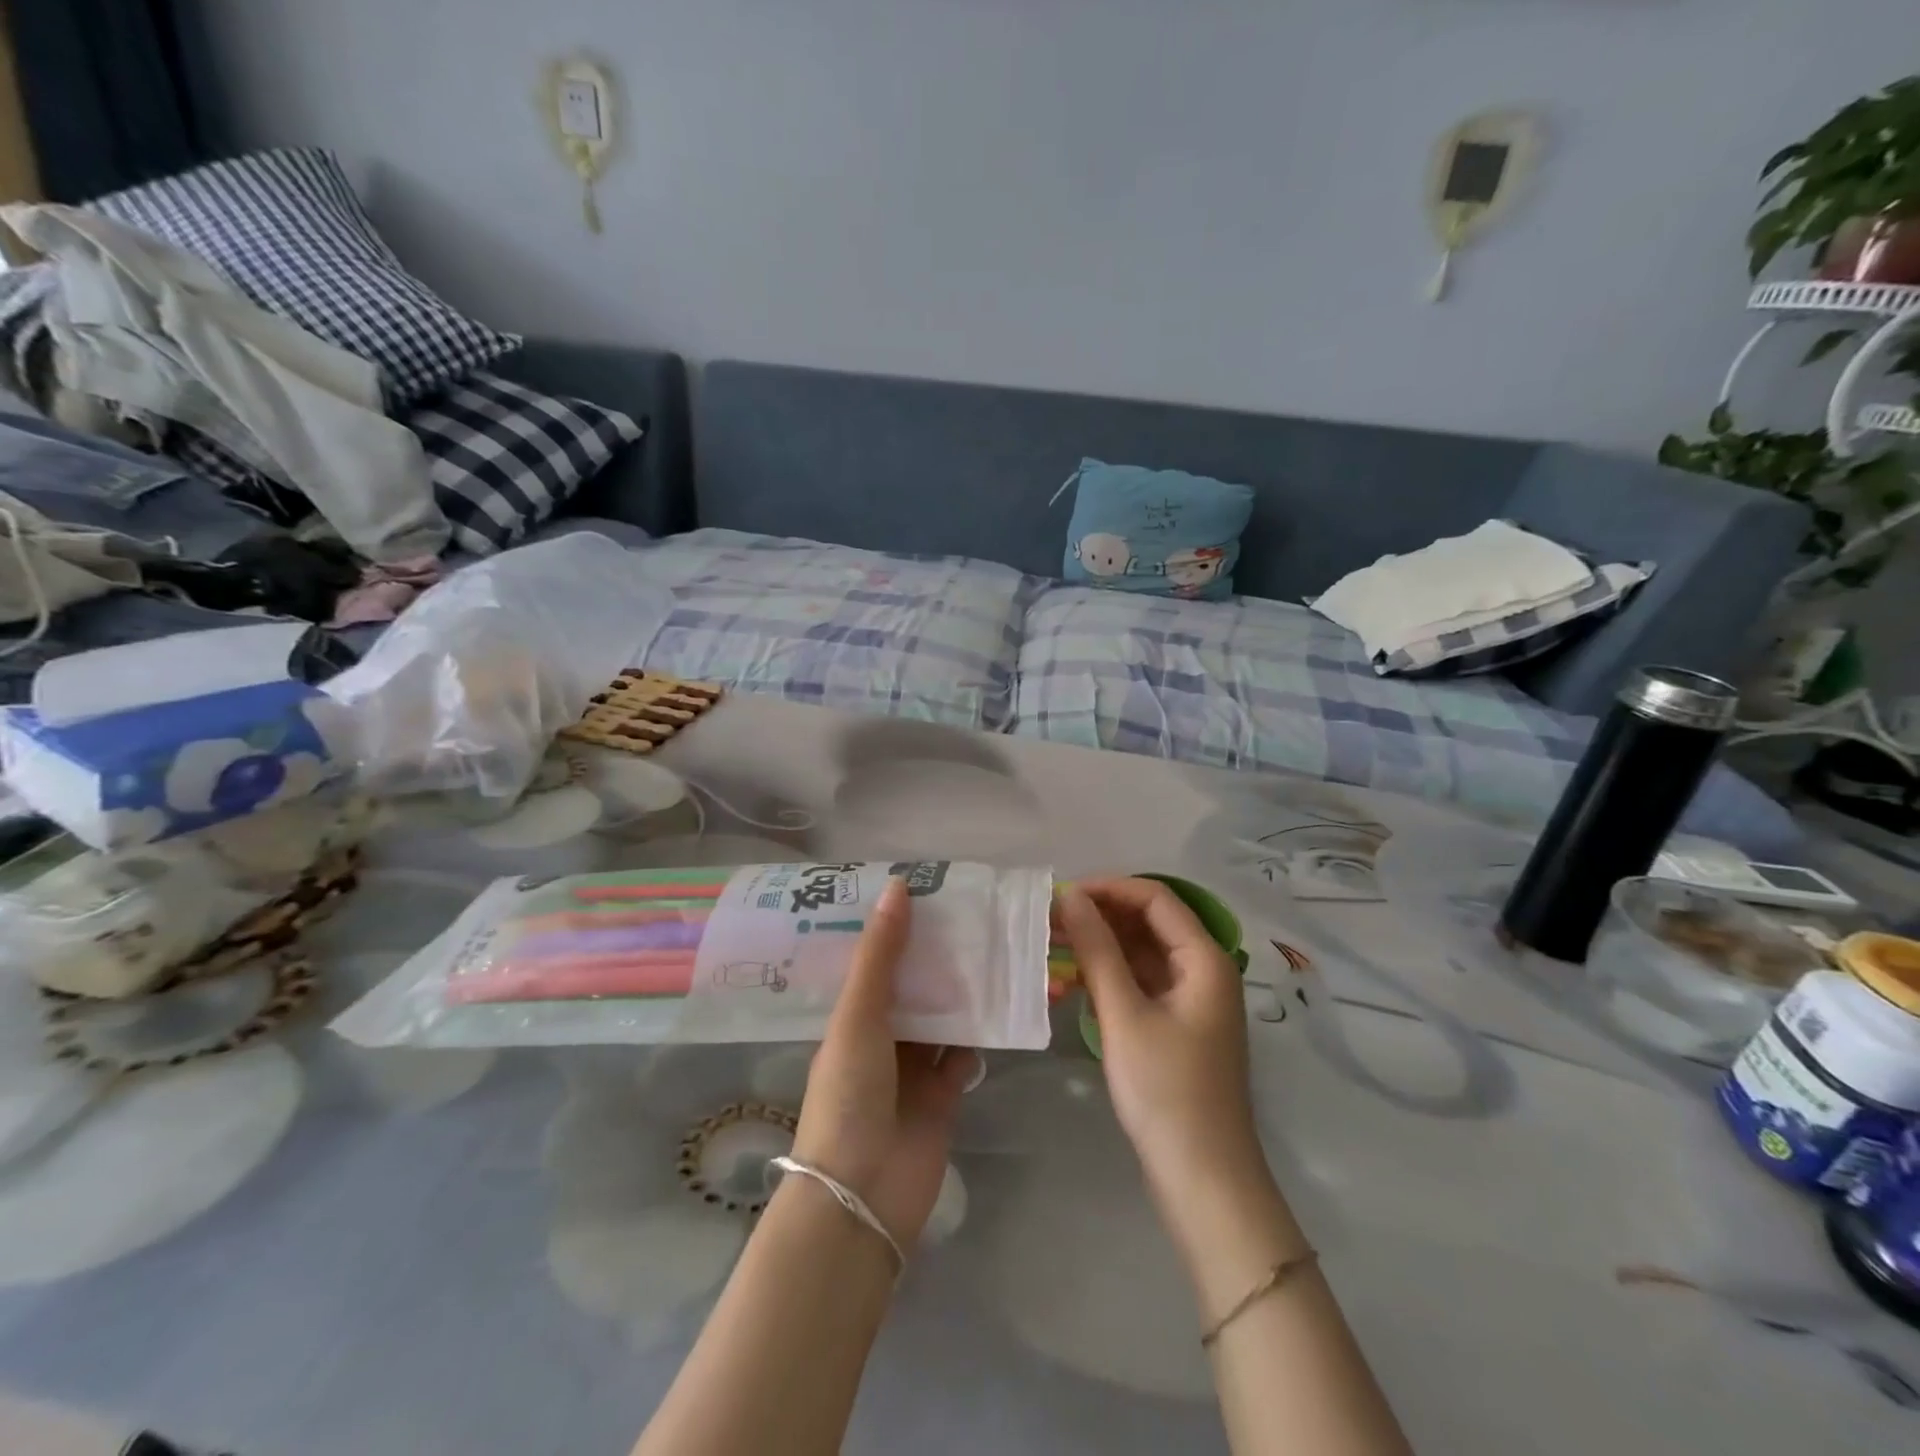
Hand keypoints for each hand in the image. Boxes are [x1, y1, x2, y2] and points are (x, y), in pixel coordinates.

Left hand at [792, 877, 979, 1247]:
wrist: (863, 1195)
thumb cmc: (849, 1095)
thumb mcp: (858, 1016)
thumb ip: (880, 955)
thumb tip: (898, 886)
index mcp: (852, 1015)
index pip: (874, 960)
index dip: (894, 926)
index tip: (923, 887)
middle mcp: (882, 1036)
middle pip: (913, 986)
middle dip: (936, 955)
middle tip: (971, 911)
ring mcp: (913, 1067)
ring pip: (943, 1017)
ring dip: (962, 991)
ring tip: (993, 945)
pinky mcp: (943, 1095)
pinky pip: (964, 1055)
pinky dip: (980, 1034)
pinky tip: (1002, 1003)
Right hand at [1054, 879, 1265, 1199]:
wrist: (1203, 1180)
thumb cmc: (1166, 1091)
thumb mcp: (1125, 1014)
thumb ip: (1097, 949)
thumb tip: (1070, 896)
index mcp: (1204, 959)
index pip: (1155, 898)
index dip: (1109, 888)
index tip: (1062, 895)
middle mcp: (1203, 970)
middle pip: (1150, 923)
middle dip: (1101, 916)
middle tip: (1049, 921)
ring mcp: (1191, 1000)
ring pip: (1142, 953)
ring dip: (1101, 946)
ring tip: (1052, 946)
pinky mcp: (1176, 1026)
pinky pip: (1141, 983)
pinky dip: (1109, 976)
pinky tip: (1072, 980)